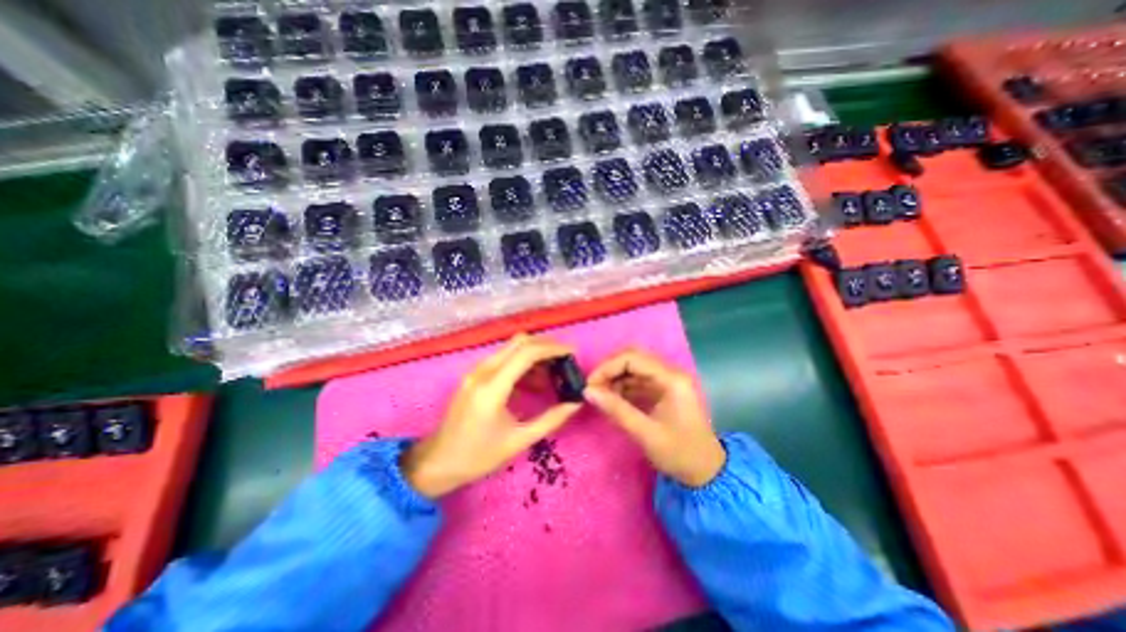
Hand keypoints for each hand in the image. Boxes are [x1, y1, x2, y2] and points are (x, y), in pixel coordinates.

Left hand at [402, 336, 578, 497]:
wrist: (437, 462)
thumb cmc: (477, 456)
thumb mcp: (518, 441)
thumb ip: (550, 420)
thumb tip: (575, 404)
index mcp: (492, 388)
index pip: (526, 353)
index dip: (552, 349)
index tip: (572, 353)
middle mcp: (483, 371)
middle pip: (519, 342)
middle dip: (546, 345)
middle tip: (565, 359)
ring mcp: (476, 371)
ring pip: (511, 348)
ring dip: (534, 354)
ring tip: (553, 373)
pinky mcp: (475, 375)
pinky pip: (503, 359)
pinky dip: (522, 363)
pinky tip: (534, 381)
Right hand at [585, 348, 724, 486]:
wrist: (707, 472)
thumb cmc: (680, 454)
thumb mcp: (645, 433)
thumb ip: (616, 409)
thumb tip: (587, 391)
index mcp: (671, 379)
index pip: (633, 358)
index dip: (608, 367)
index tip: (590, 385)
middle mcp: (670, 373)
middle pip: (633, 358)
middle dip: (610, 370)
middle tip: (593, 388)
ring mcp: (667, 380)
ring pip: (634, 367)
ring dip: (615, 377)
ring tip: (599, 395)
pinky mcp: (663, 390)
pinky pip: (638, 379)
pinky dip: (622, 386)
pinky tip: (611, 399)